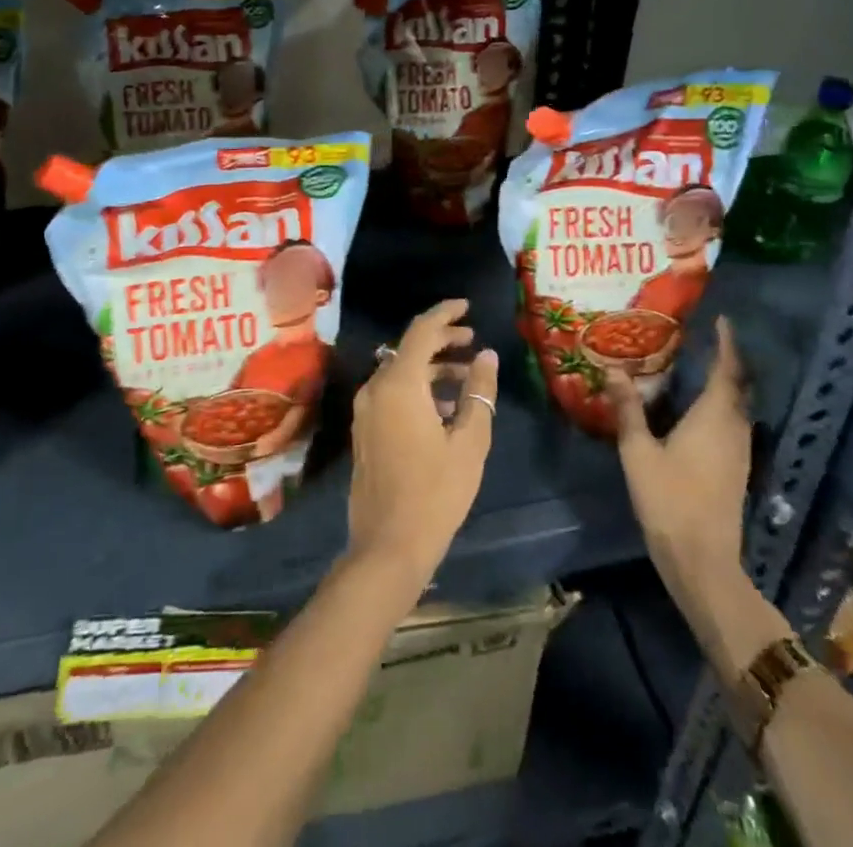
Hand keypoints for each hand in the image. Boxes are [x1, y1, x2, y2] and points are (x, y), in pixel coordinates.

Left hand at [347, 299, 499, 589]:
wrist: (388, 546)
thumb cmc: (436, 492)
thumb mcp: (469, 441)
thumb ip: (478, 392)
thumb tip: (487, 356)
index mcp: (399, 384)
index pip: (422, 331)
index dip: (445, 314)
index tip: (467, 306)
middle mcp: (376, 388)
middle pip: (409, 348)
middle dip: (442, 340)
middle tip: (472, 341)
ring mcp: (366, 410)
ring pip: (400, 371)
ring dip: (431, 367)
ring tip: (466, 377)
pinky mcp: (364, 430)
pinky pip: (391, 393)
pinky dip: (417, 388)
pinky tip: (443, 408)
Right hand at [606, 315, 751, 608]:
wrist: (702, 560)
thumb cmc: (669, 499)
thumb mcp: (638, 451)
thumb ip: (628, 409)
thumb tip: (613, 369)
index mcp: (714, 418)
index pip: (727, 370)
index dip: (727, 344)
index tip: (722, 320)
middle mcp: (734, 429)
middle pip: (737, 387)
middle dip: (726, 361)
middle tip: (705, 340)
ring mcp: (740, 452)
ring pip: (737, 407)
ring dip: (725, 385)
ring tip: (700, 368)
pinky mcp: (737, 470)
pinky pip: (734, 424)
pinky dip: (722, 407)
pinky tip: (699, 411)